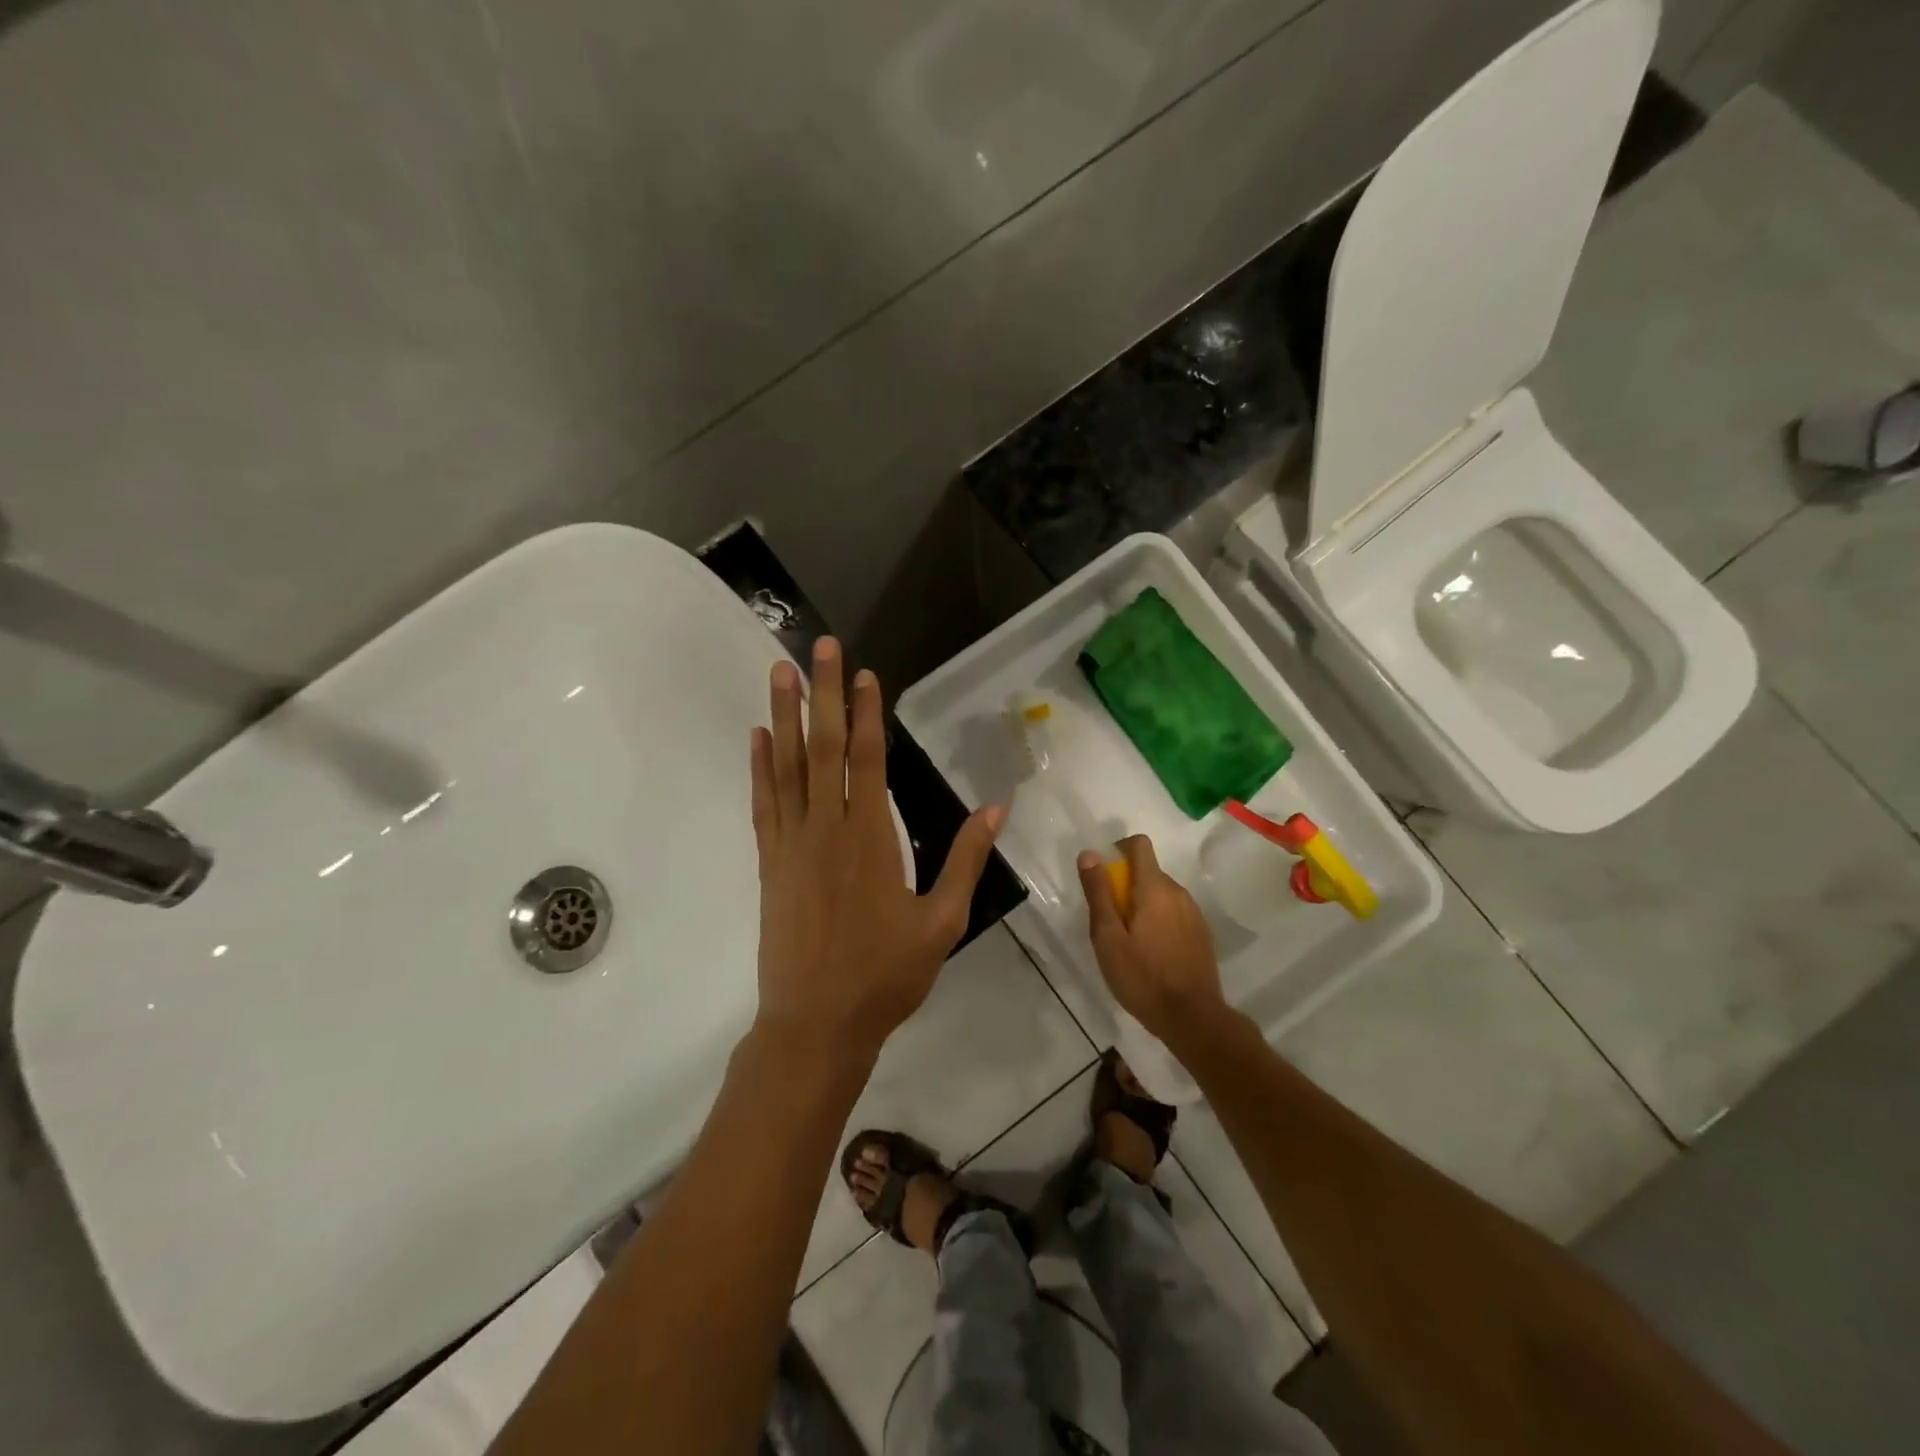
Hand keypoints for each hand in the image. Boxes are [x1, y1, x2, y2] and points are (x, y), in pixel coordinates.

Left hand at [750, 637, 1003, 1060]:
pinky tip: (759, 737)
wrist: (815, 1023)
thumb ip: (964, 861)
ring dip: (783, 715)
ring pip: (787, 766)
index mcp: (871, 839)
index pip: (868, 760)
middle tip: (820, 647)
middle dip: (823, 693)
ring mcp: (791, 843)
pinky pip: (764, 803)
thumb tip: (995, 808)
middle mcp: (827, 829)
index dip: (865, 714)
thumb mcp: (942, 922)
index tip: (865, 675)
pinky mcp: (770, 862)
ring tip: (780, 671)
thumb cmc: (886, 975)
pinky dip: (760, 767)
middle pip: (823, 748)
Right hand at [1079, 835, 1230, 1049]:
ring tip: (1129, 942)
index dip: (1118, 850)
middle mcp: (1178, 892)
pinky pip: (1174, 913)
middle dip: (1125, 886)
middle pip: (1148, 871)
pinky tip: (1151, 954)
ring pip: (1161, 894)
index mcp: (1155, 888)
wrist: (1193, 1019)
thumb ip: (1098, 893)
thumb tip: (1089, 854)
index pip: (1139, 844)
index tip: (1103, 876)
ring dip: (1142, 905)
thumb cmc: (1142, 977)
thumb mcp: (1108, 937)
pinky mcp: (1201, 934)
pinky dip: (1159, 921)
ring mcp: (1194, 913)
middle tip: (1109, 922)